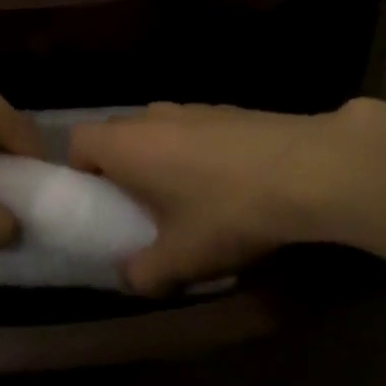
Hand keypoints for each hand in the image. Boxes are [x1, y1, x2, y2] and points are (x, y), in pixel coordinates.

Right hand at [69, 101, 371, 294]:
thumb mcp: (182, 258)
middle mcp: (152, 116)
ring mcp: (192, 107)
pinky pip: (194, 129)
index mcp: (126, 144)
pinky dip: (197, 151)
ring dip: (161, 157)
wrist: (307, 169)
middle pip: (118, 134)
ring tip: (189, 197)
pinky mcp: (229, 109)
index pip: (78, 141)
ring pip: (158, 130)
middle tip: (142, 206)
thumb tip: (132, 277)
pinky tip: (229, 183)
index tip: (101, 202)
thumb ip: (144, 273)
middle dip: (122, 167)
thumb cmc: (227, 211)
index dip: (81, 171)